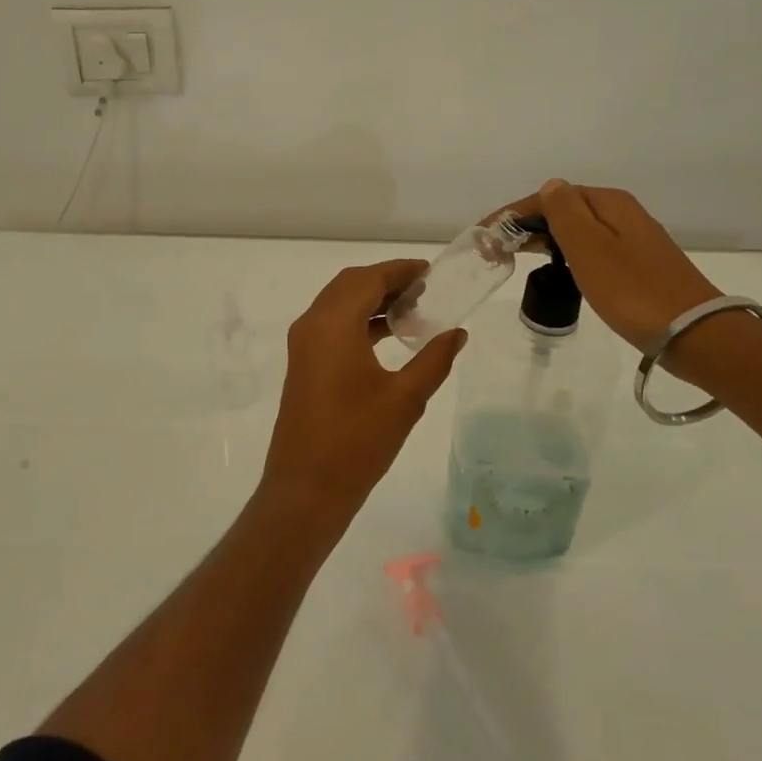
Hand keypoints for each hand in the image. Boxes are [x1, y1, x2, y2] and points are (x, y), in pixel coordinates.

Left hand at [261, 260, 465, 524]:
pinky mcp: (304, 365)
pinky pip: (332, 326)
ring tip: (414, 310)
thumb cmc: (357, 441)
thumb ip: (434, 359)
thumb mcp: (405, 398)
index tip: (431, 271)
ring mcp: (303, 346)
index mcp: (332, 324)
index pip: (368, 279)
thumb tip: (457, 333)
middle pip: (350, 285)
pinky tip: (390, 336)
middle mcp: (312, 325)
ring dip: (372, 301)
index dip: (400, 271)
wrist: (306, 489)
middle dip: (386, 281)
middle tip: (425, 289)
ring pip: (339, 305)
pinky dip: (359, 321)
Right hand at [486, 180, 720, 353]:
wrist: (694, 334)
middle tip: (495, 249)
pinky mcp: (639, 266)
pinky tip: (559, 269)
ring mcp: (634, 240)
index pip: (550, 197)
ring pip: (578, 230)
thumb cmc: (632, 290)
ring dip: (545, 238)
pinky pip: (592, 249)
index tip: (484, 237)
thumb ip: (564, 212)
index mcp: (609, 203)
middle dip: (526, 225)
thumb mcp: (589, 247)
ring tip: (517, 257)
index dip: (513, 214)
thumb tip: (550, 186)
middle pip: (564, 210)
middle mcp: (623, 213)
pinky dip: (567, 254)